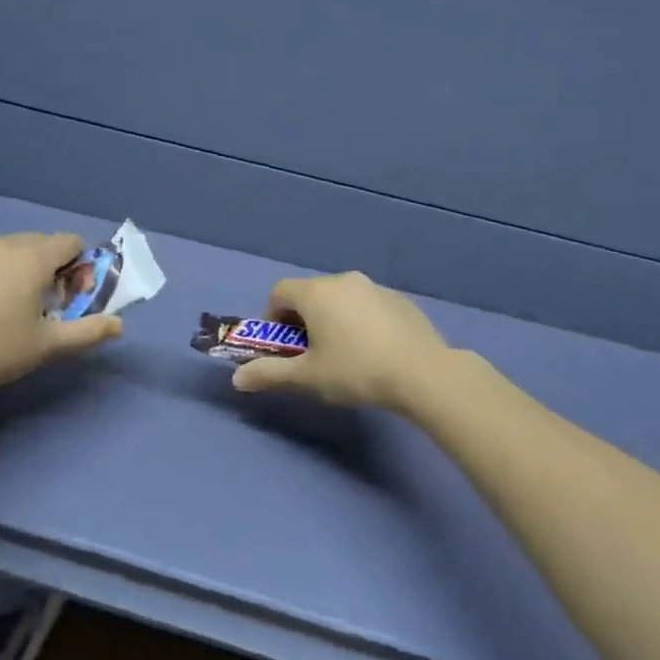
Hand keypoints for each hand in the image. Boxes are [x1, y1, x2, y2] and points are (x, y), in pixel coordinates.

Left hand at [0, 232, 122, 405]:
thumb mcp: (47, 346)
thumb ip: (88, 332)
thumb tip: (119, 324)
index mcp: (31, 258)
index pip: (70, 242)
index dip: (79, 266)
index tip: (71, 297)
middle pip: (37, 244)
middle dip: (48, 268)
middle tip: (40, 306)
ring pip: (2, 252)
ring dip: (14, 271)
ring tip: (2, 311)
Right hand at [231, 271, 452, 412]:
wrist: (422, 373)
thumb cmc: (355, 371)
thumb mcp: (307, 378)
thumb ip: (269, 374)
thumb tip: (237, 378)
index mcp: (317, 293)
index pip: (279, 292)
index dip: (272, 318)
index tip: (282, 346)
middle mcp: (345, 281)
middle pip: (310, 294)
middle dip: (302, 320)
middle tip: (311, 355)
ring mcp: (376, 287)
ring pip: (341, 299)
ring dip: (332, 319)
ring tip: (344, 354)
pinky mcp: (401, 300)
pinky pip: (367, 305)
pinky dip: (360, 321)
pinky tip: (373, 351)